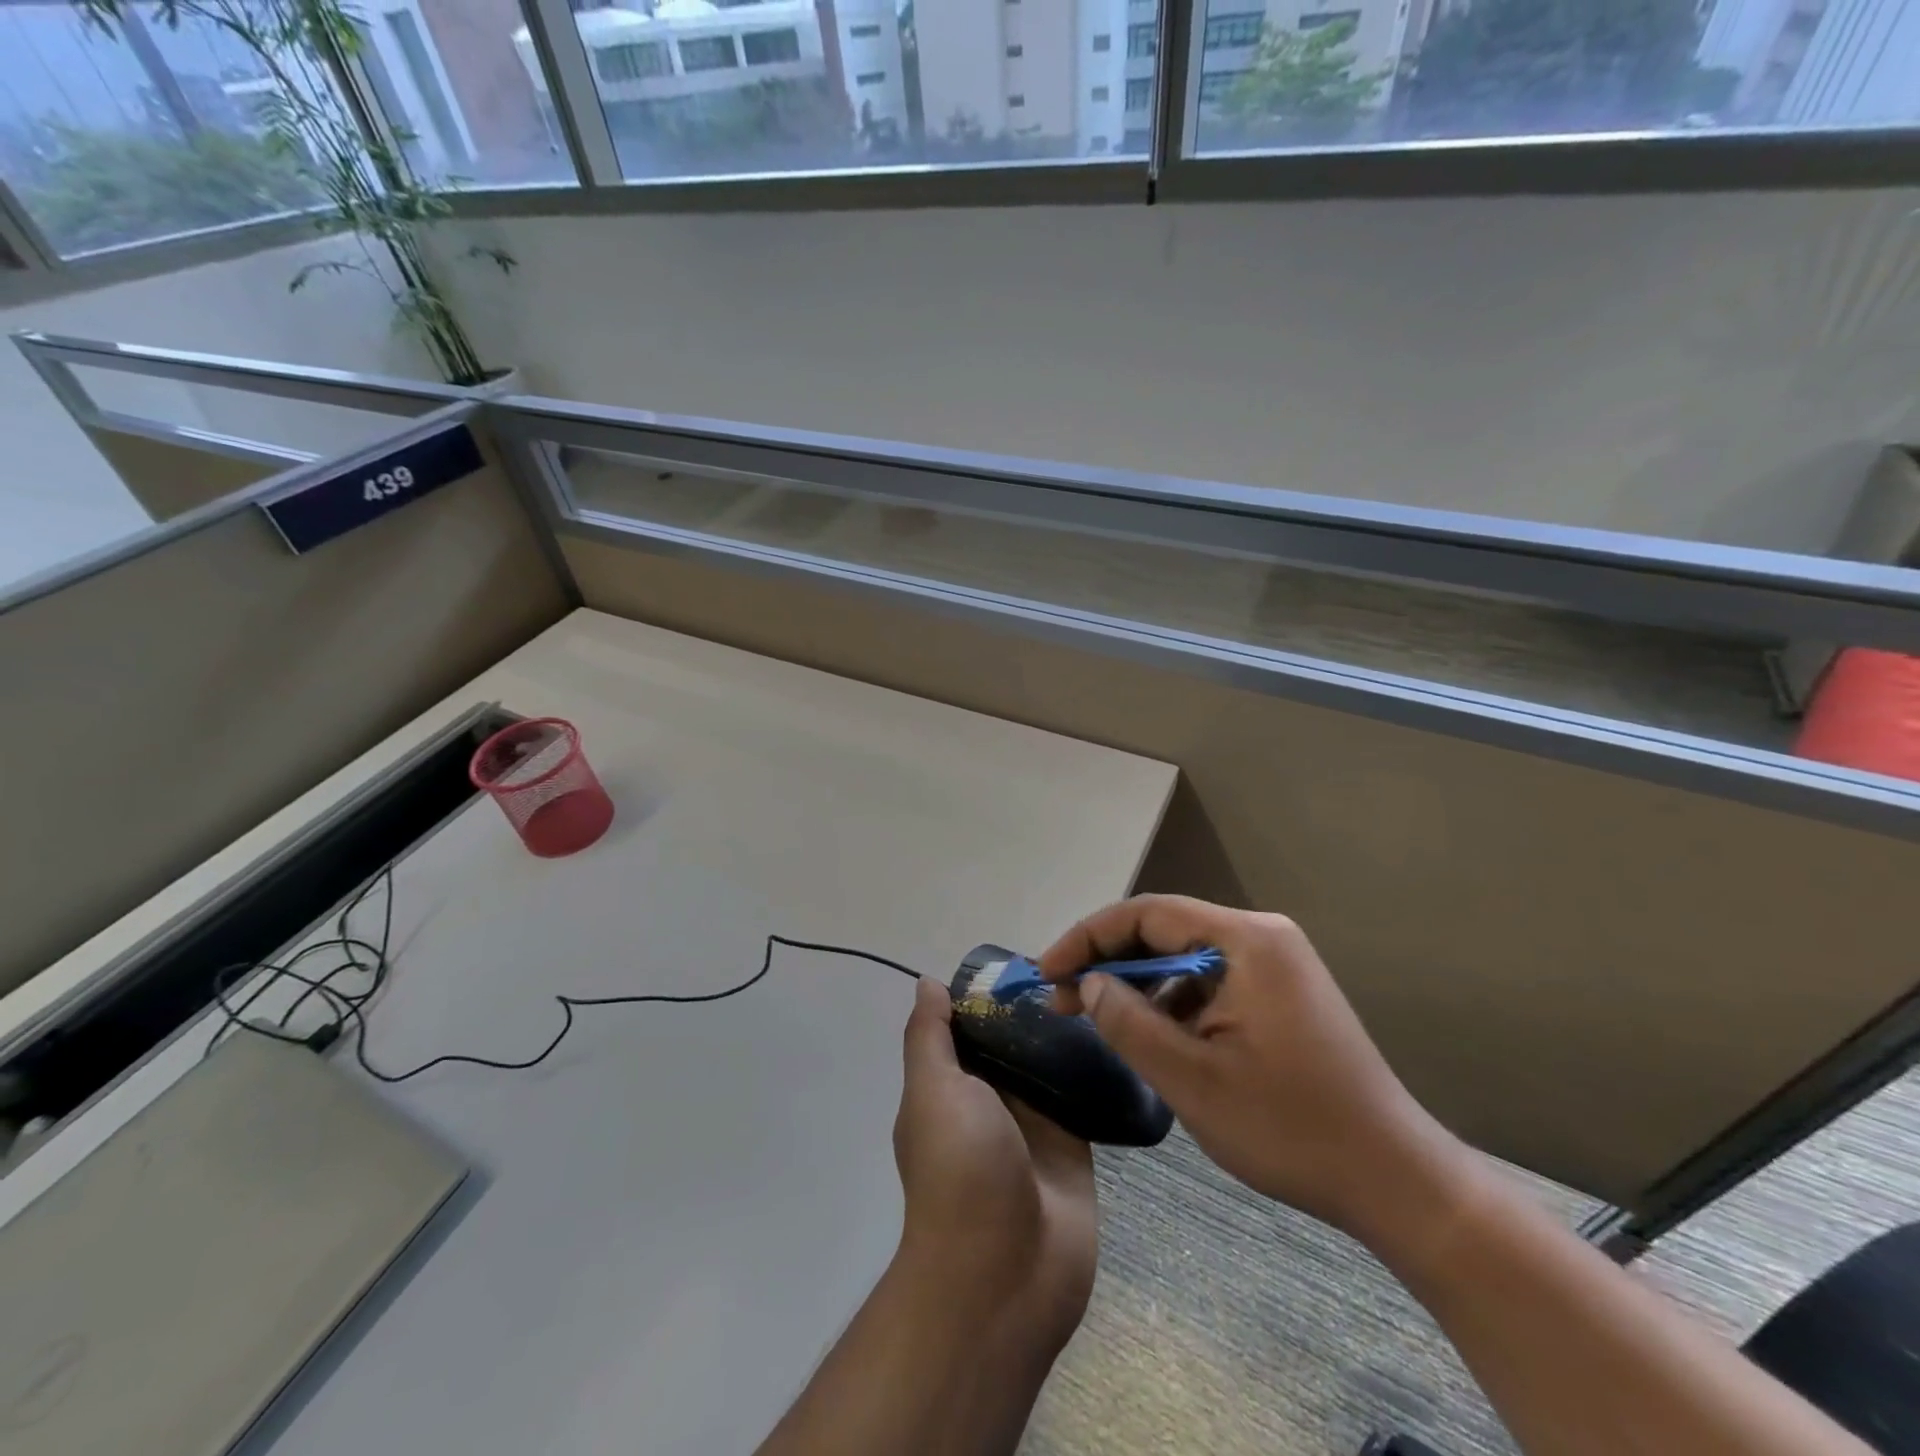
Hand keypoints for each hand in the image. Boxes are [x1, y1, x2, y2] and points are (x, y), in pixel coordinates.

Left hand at [893, 977, 1097, 1350]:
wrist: (1006, 1274)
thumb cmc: (959, 1170)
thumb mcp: (932, 1091)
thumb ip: (929, 1037)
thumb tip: (928, 983)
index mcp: (950, 1084)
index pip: (966, 1024)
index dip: (985, 991)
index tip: (1020, 957)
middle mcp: (989, 1097)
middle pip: (1010, 1038)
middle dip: (1032, 1007)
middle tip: (1073, 964)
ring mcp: (1033, 1120)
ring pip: (1048, 1061)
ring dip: (1066, 1033)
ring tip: (1099, 986)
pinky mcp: (1073, 1140)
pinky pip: (1082, 1092)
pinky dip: (1094, 1066)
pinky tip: (1118, 1028)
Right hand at [1040, 895, 1471, 1249]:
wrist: (1394, 1179)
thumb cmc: (1290, 1127)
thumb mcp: (1192, 1079)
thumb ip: (1128, 1022)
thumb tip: (1089, 984)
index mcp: (1245, 940)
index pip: (1146, 915)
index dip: (1087, 938)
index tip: (1046, 972)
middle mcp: (1261, 937)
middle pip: (1164, 932)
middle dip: (1107, 962)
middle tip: (1060, 998)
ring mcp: (1275, 964)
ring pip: (1183, 959)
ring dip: (1137, 985)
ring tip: (1095, 1018)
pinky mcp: (1280, 993)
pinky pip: (1209, 982)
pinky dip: (1171, 1003)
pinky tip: (1149, 1036)